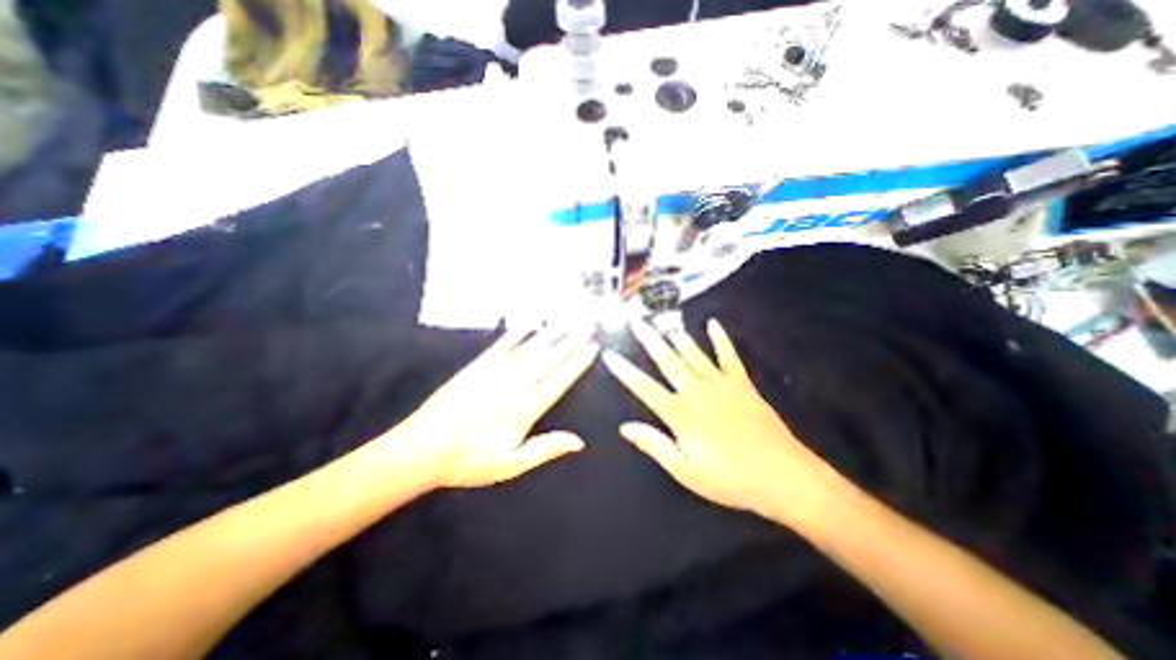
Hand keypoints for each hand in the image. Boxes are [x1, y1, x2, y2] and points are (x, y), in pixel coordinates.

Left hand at [389, 327, 600, 490]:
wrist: (421, 449)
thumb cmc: (469, 461)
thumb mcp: (510, 464)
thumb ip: (546, 449)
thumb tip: (579, 441)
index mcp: (525, 408)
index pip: (559, 379)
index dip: (578, 362)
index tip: (593, 347)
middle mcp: (514, 383)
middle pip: (549, 358)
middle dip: (571, 340)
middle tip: (588, 325)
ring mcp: (495, 371)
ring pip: (530, 348)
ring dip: (551, 333)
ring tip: (568, 322)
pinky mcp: (478, 365)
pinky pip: (503, 344)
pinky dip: (518, 333)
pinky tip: (530, 324)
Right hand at [605, 318, 844, 527]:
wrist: (782, 475)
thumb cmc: (729, 478)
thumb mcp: (685, 470)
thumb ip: (654, 444)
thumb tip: (625, 427)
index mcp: (681, 413)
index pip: (644, 387)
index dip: (625, 371)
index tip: (610, 355)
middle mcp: (697, 391)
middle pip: (667, 361)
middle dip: (649, 340)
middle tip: (636, 322)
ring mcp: (721, 384)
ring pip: (693, 354)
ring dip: (677, 337)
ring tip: (664, 323)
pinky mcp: (742, 383)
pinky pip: (728, 356)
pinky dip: (721, 339)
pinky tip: (713, 325)